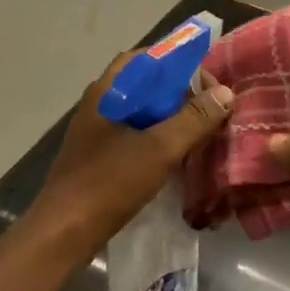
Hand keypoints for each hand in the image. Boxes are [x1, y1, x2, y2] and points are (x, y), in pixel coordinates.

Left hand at [34, 50, 234, 248]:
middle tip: (210, 107)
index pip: (144, 59)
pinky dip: (158, 139)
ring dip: (170, 118)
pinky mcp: (99, 158)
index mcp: (106, 92)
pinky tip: (178, 156)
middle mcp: (99, 106)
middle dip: (178, 93)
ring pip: (141, 114)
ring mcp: (97, 133)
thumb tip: (225, 93)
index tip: (206, 78)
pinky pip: (135, 137)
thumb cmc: (109, 182)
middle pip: (144, 86)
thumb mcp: (159, 149)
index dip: (176, 62)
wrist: (64, 231)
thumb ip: (194, 119)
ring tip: (201, 130)